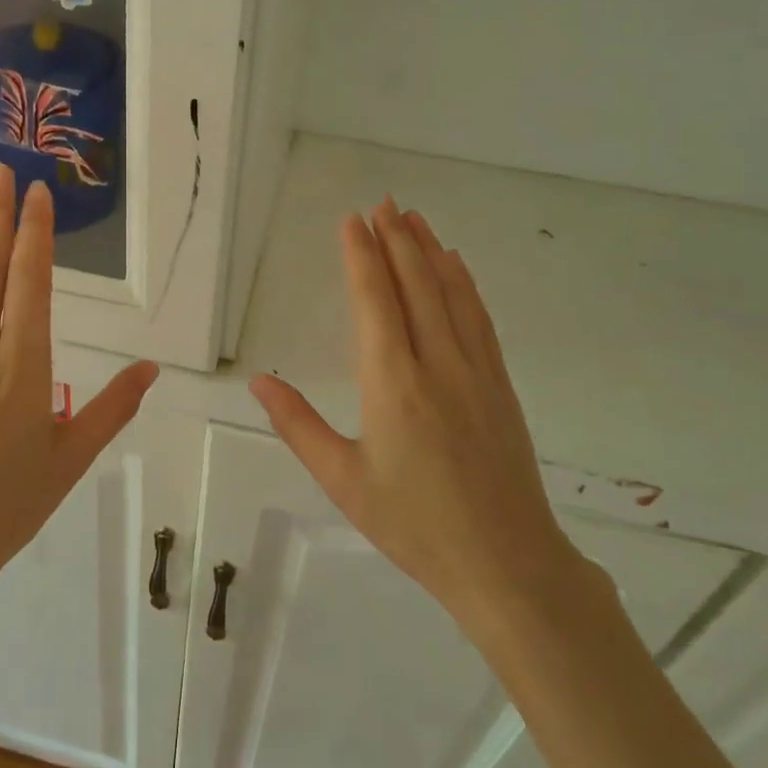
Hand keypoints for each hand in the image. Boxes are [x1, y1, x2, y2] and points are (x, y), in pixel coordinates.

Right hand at [249, 198, 591, 644]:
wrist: (508, 565)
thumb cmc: (415, 526)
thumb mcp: (344, 481)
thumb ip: (298, 425)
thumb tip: (258, 381)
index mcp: (393, 384)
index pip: (375, 301)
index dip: (361, 256)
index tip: (352, 220)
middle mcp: (437, 364)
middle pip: (415, 285)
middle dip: (395, 239)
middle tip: (382, 202)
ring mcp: (476, 372)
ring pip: (451, 294)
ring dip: (430, 251)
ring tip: (413, 218)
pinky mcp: (500, 385)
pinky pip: (479, 319)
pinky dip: (464, 284)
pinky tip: (456, 266)